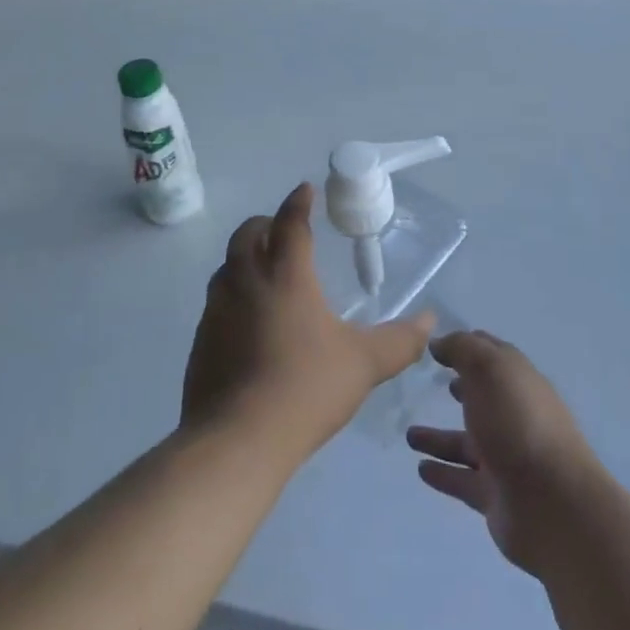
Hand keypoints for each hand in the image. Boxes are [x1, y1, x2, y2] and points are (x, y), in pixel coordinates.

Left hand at [183, 183, 432, 462]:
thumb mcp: (364, 364)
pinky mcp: (201, 339)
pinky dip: (233, 294)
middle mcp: (246, 281)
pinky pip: (216, 301)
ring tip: (264, 270)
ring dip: (245, 257)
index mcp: (285, 275)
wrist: (237, 439)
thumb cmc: (306, 388)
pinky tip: (247, 320)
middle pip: (248, 234)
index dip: (299, 202)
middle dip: (266, 223)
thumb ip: (399, 341)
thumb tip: (429, 321)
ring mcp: (217, 310)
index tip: (305, 189)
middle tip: (283, 228)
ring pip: (227, 266)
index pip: (290, 223)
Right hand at [408, 332, 602, 576]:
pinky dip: (442, 473)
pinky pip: (462, 479)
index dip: (466, 347)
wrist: (552, 504)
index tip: (436, 346)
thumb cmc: (519, 423)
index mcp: (518, 382)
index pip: (492, 355)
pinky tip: (420, 469)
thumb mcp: (489, 369)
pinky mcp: (495, 495)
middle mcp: (513, 417)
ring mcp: (506, 458)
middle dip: (461, 389)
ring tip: (409, 435)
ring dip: (439, 437)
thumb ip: (462, 349)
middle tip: (431, 384)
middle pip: (482, 399)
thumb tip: (439, 342)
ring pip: (466, 443)